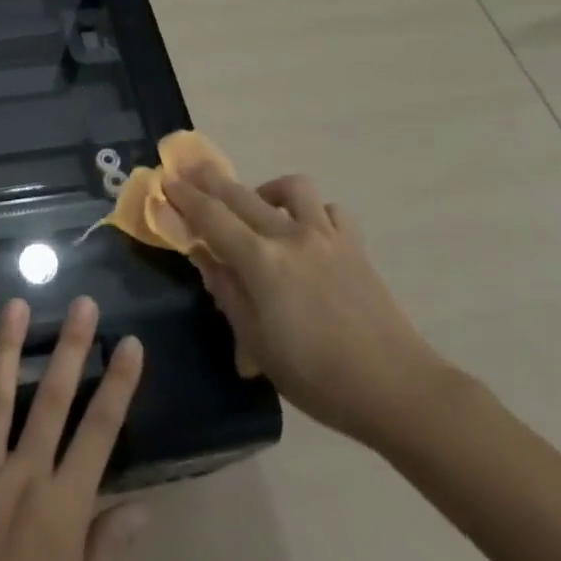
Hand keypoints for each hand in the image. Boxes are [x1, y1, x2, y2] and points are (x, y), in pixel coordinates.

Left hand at [0, 298, 147, 560]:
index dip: (118, 384)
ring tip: (15, 306)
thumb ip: (108, 549)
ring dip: (6, 350)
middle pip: (50, 400)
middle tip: (82, 304)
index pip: (99, 432)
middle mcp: (22, 477)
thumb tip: (142, 505)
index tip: (130, 343)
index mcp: (63, 506)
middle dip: (70, 348)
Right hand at [164, 167, 454, 450]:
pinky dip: (311, 211)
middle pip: (242, 195)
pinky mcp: (355, 245)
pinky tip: (305, 229)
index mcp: (261, 261)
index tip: (165, 182)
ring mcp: (327, 236)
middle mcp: (291, 236)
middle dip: (210, 180)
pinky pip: (329, 210)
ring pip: (291, 188)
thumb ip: (227, 292)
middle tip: (190, 172)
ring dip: (265, 189)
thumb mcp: (257, 343)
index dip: (185, 198)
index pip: (211, 217)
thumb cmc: (315, 376)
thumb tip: (205, 256)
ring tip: (256, 204)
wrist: (395, 388)